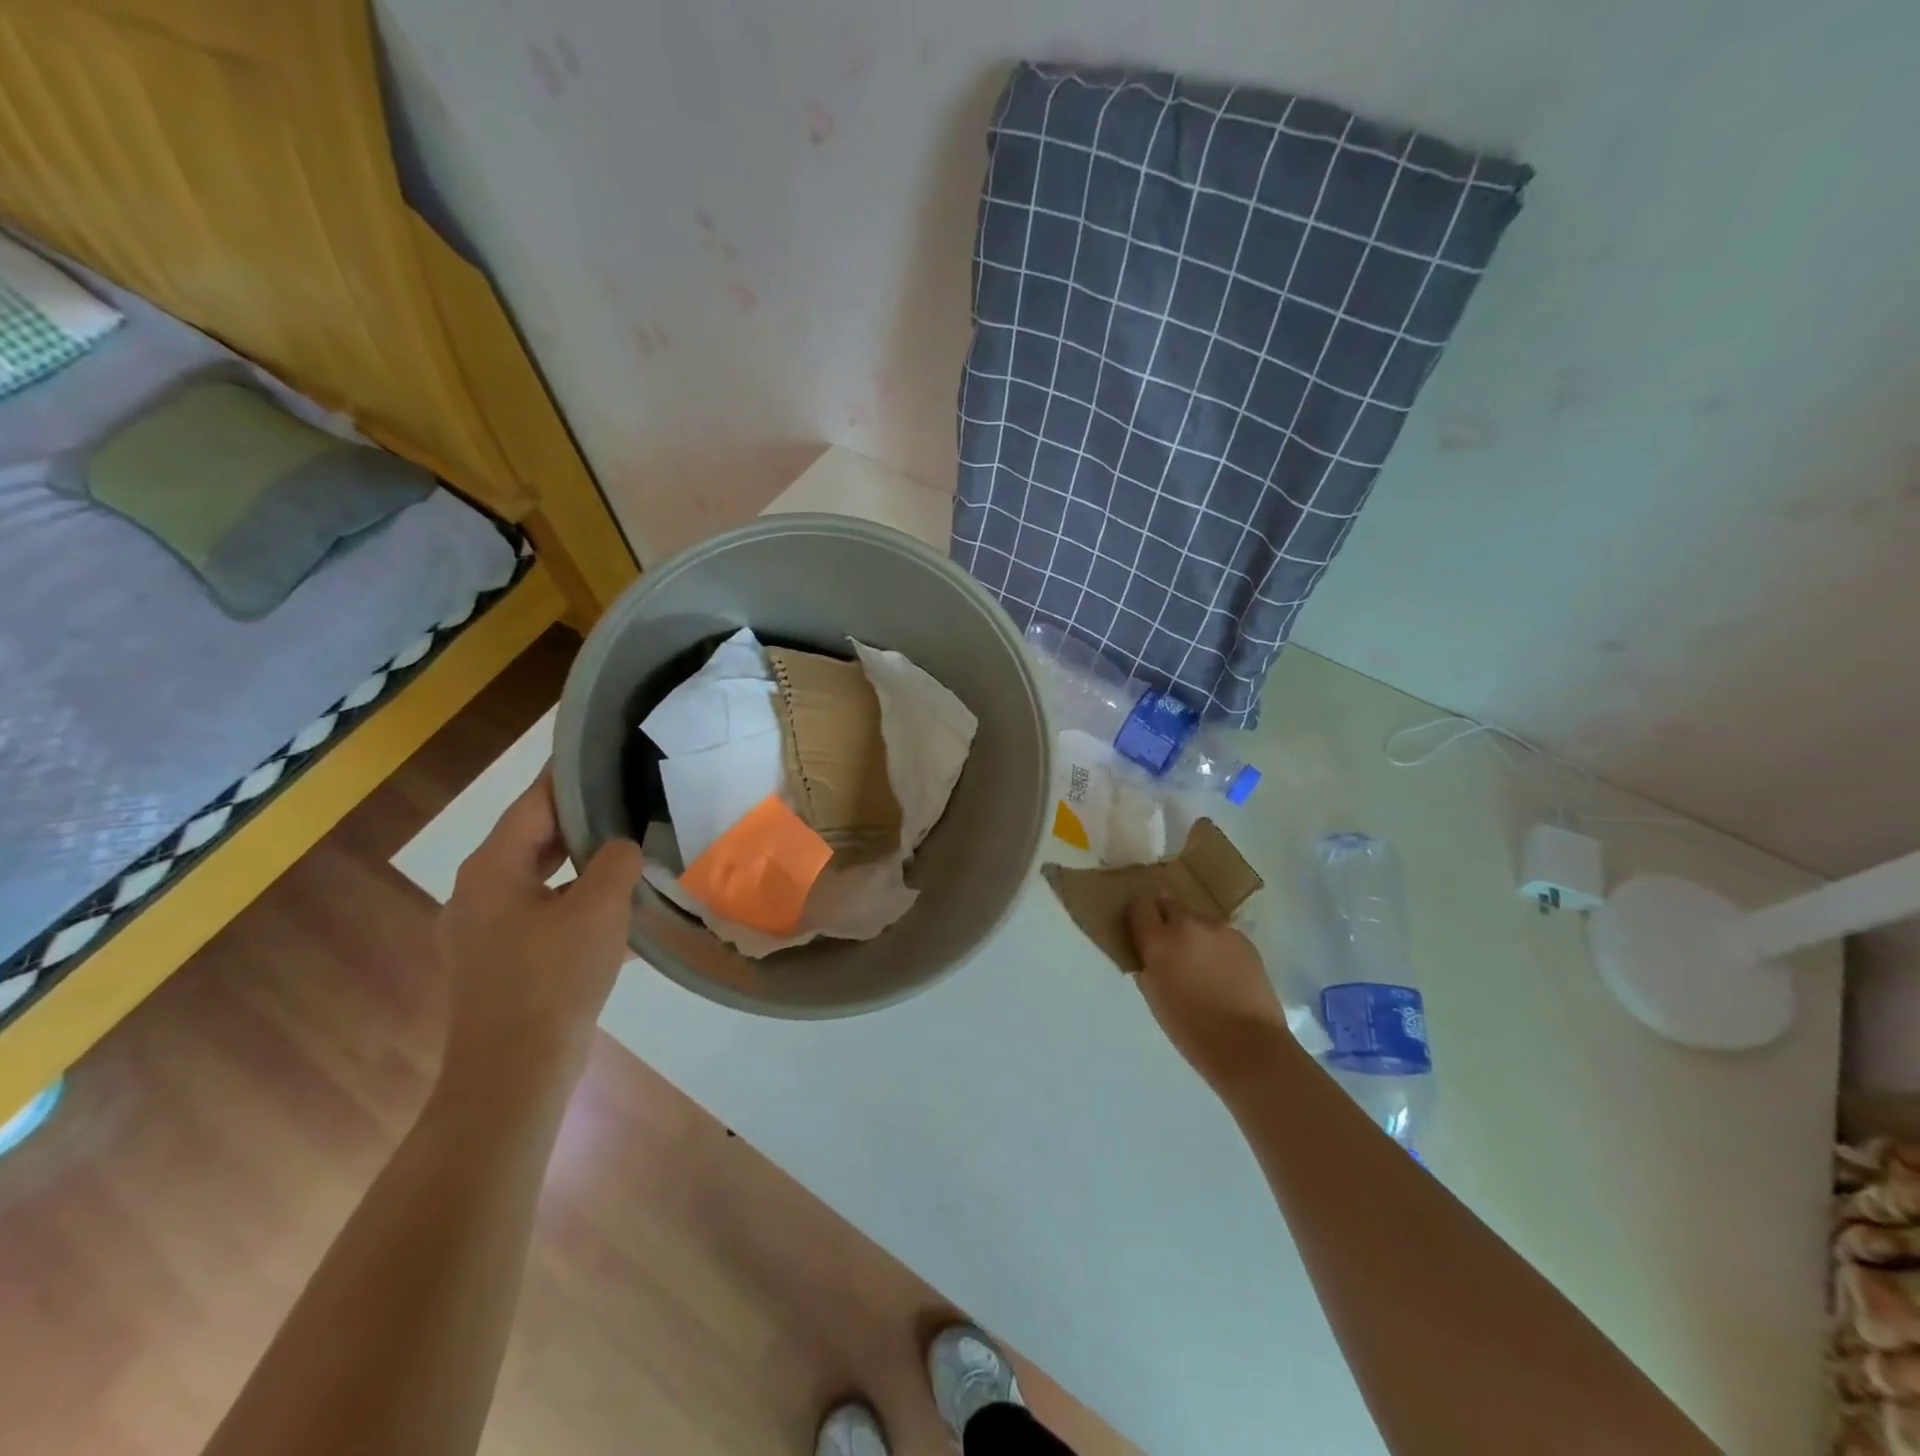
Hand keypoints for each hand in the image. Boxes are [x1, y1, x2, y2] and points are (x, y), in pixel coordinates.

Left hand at [436, 770, 643, 1101]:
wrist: (514, 1072)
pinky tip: (609, 912)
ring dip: (576, 866)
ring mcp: (480, 931)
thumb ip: (615, 862)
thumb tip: (620, 849)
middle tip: (622, 800)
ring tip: (623, 852)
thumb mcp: (599, 908)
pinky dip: (571, 902)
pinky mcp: (496, 962)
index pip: (532, 804)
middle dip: (576, 822)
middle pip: (531, 840)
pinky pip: (538, 913)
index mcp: (491, 870)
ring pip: (536, 879)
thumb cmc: (554, 979)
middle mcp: (476, 892)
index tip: (596, 753)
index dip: (566, 777)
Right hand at [1127, 894, 1289, 1096]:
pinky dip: (1217, 945)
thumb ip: (1147, 965)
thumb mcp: (1154, 996)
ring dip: (1194, 933)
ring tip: (1203, 964)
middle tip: (1172, 945)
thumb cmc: (1191, 1029)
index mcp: (1159, 940)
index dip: (1140, 914)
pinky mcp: (1244, 939)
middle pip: (1170, 903)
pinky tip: (1225, 971)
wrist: (1247, 1044)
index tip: (1142, 927)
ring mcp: (1219, 929)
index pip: (1140, 905)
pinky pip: (1221, 934)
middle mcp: (1187, 925)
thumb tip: (1149, 952)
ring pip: (1198, 920)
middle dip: (1166, 919)